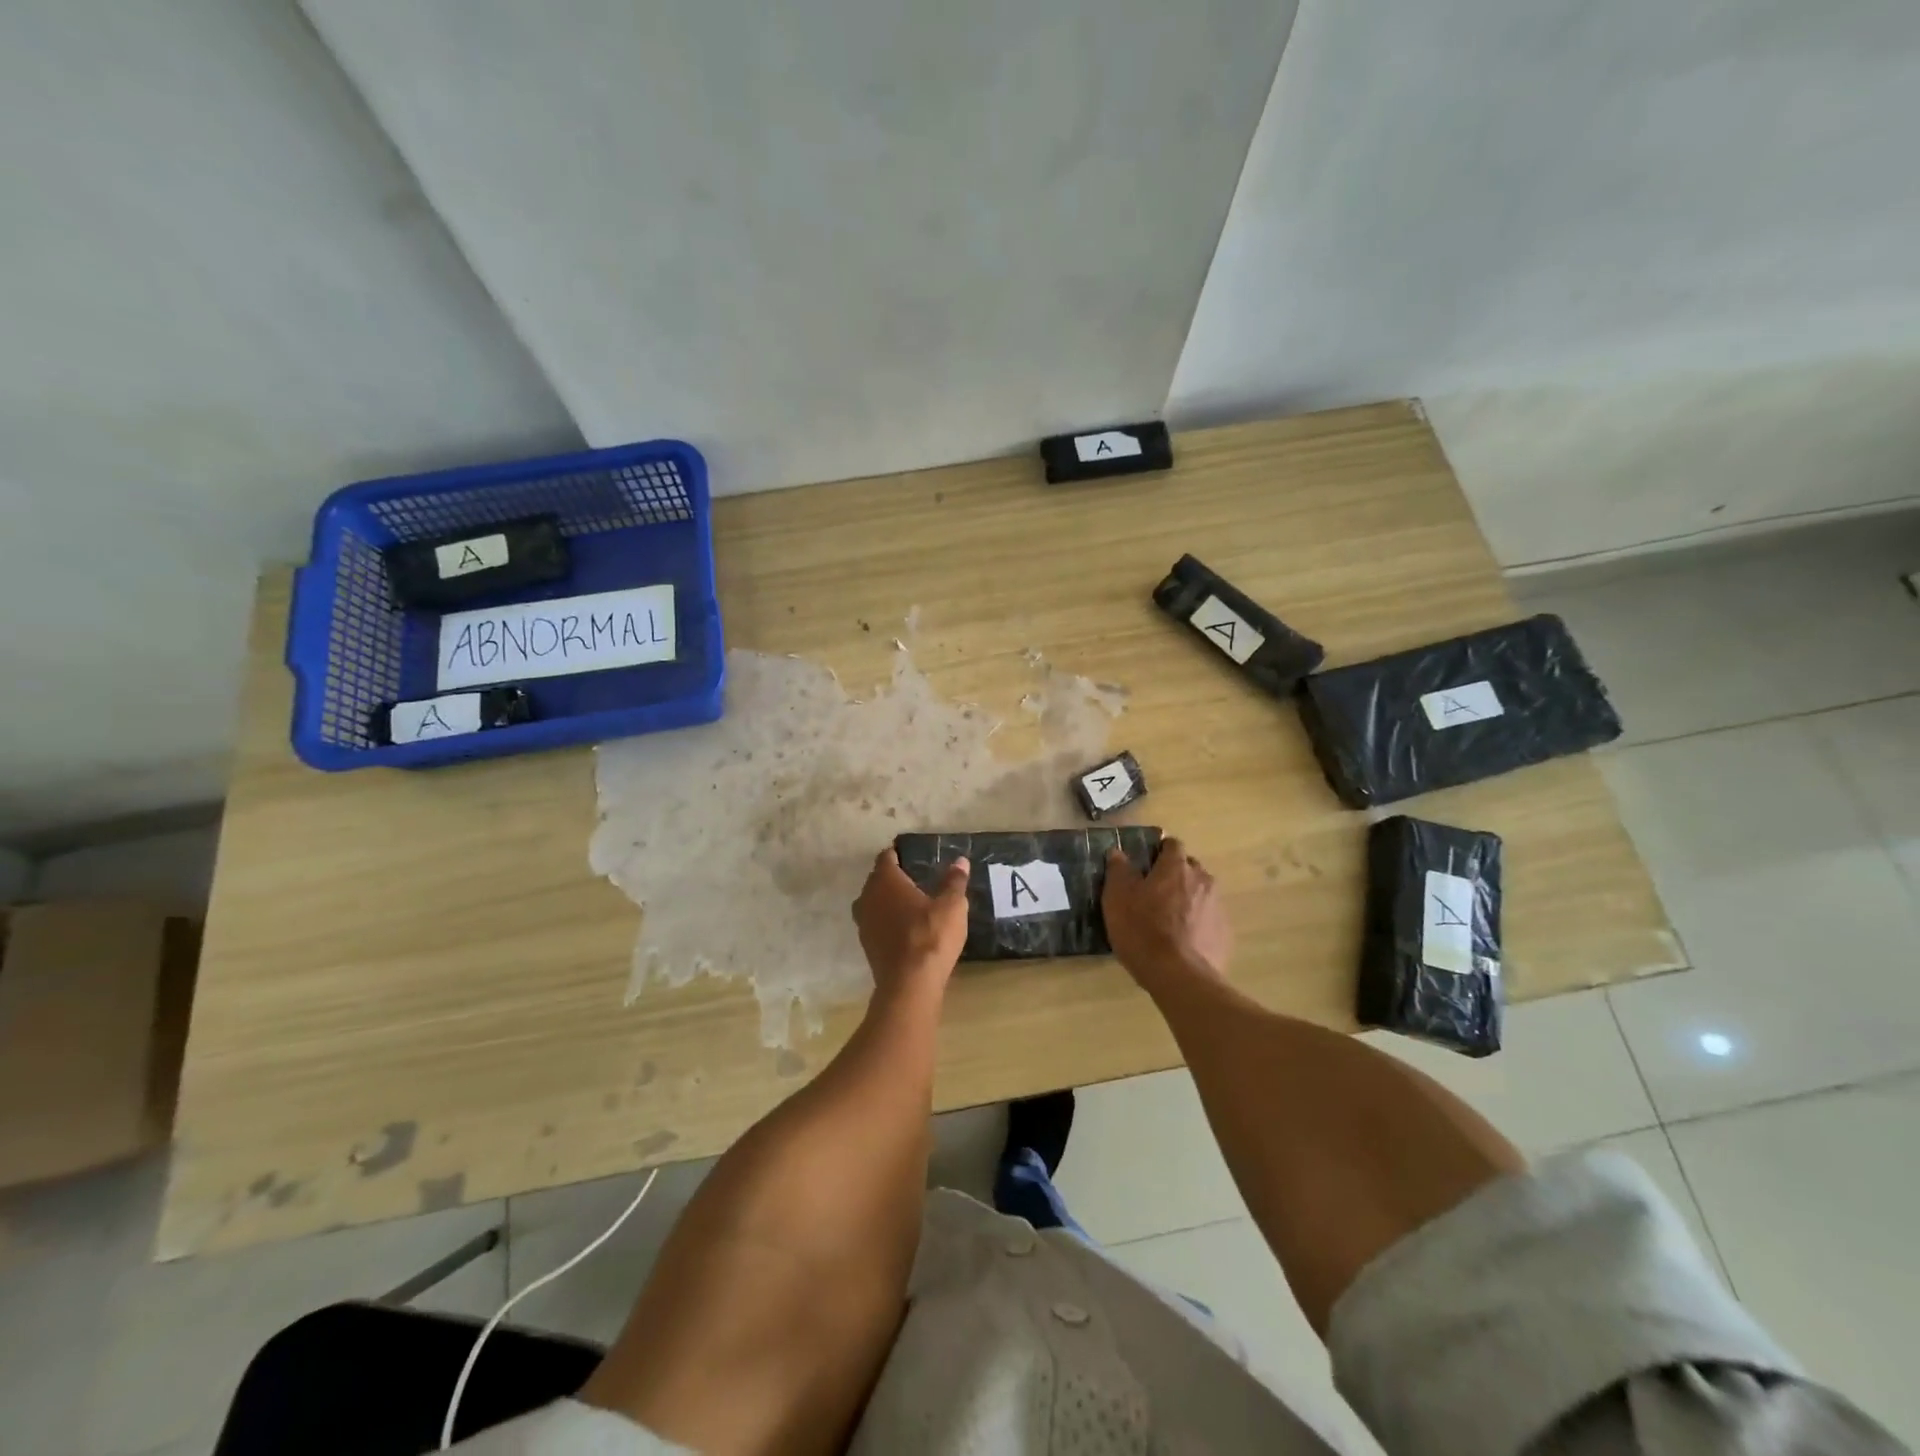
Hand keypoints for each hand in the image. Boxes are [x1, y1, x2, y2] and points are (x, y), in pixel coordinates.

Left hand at [853, 849, 970, 1000]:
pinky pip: (876, 922)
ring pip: (874, 902)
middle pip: (878, 879)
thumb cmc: (931, 935)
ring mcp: (864, 922)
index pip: (887, 857)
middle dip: (894, 877)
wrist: (909, 984)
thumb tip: (960, 861)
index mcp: (885, 880)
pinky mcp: (867, 944)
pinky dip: (888, 920)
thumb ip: (954, 881)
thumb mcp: (951, 906)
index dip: (899, 853)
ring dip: (889, 900)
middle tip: (916, 877)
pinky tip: (905, 928)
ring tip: (911, 903)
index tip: (912, 854)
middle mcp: (867, 896)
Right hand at [1103, 838, 1232, 987]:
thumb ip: (1118, 871)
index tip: (1146, 864)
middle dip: (1175, 875)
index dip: (1159, 851)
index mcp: (1176, 867)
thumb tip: (1118, 853)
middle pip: (1189, 868)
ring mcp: (1218, 907)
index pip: (1172, 844)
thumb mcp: (1117, 899)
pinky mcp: (1225, 933)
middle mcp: (1202, 880)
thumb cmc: (1143, 931)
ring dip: (1187, 899)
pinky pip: (1209, 919)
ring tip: (1169, 921)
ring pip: (1201, 893)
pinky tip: (1183, 942)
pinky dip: (1198, 924)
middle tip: (1155, 894)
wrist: (1180, 977)